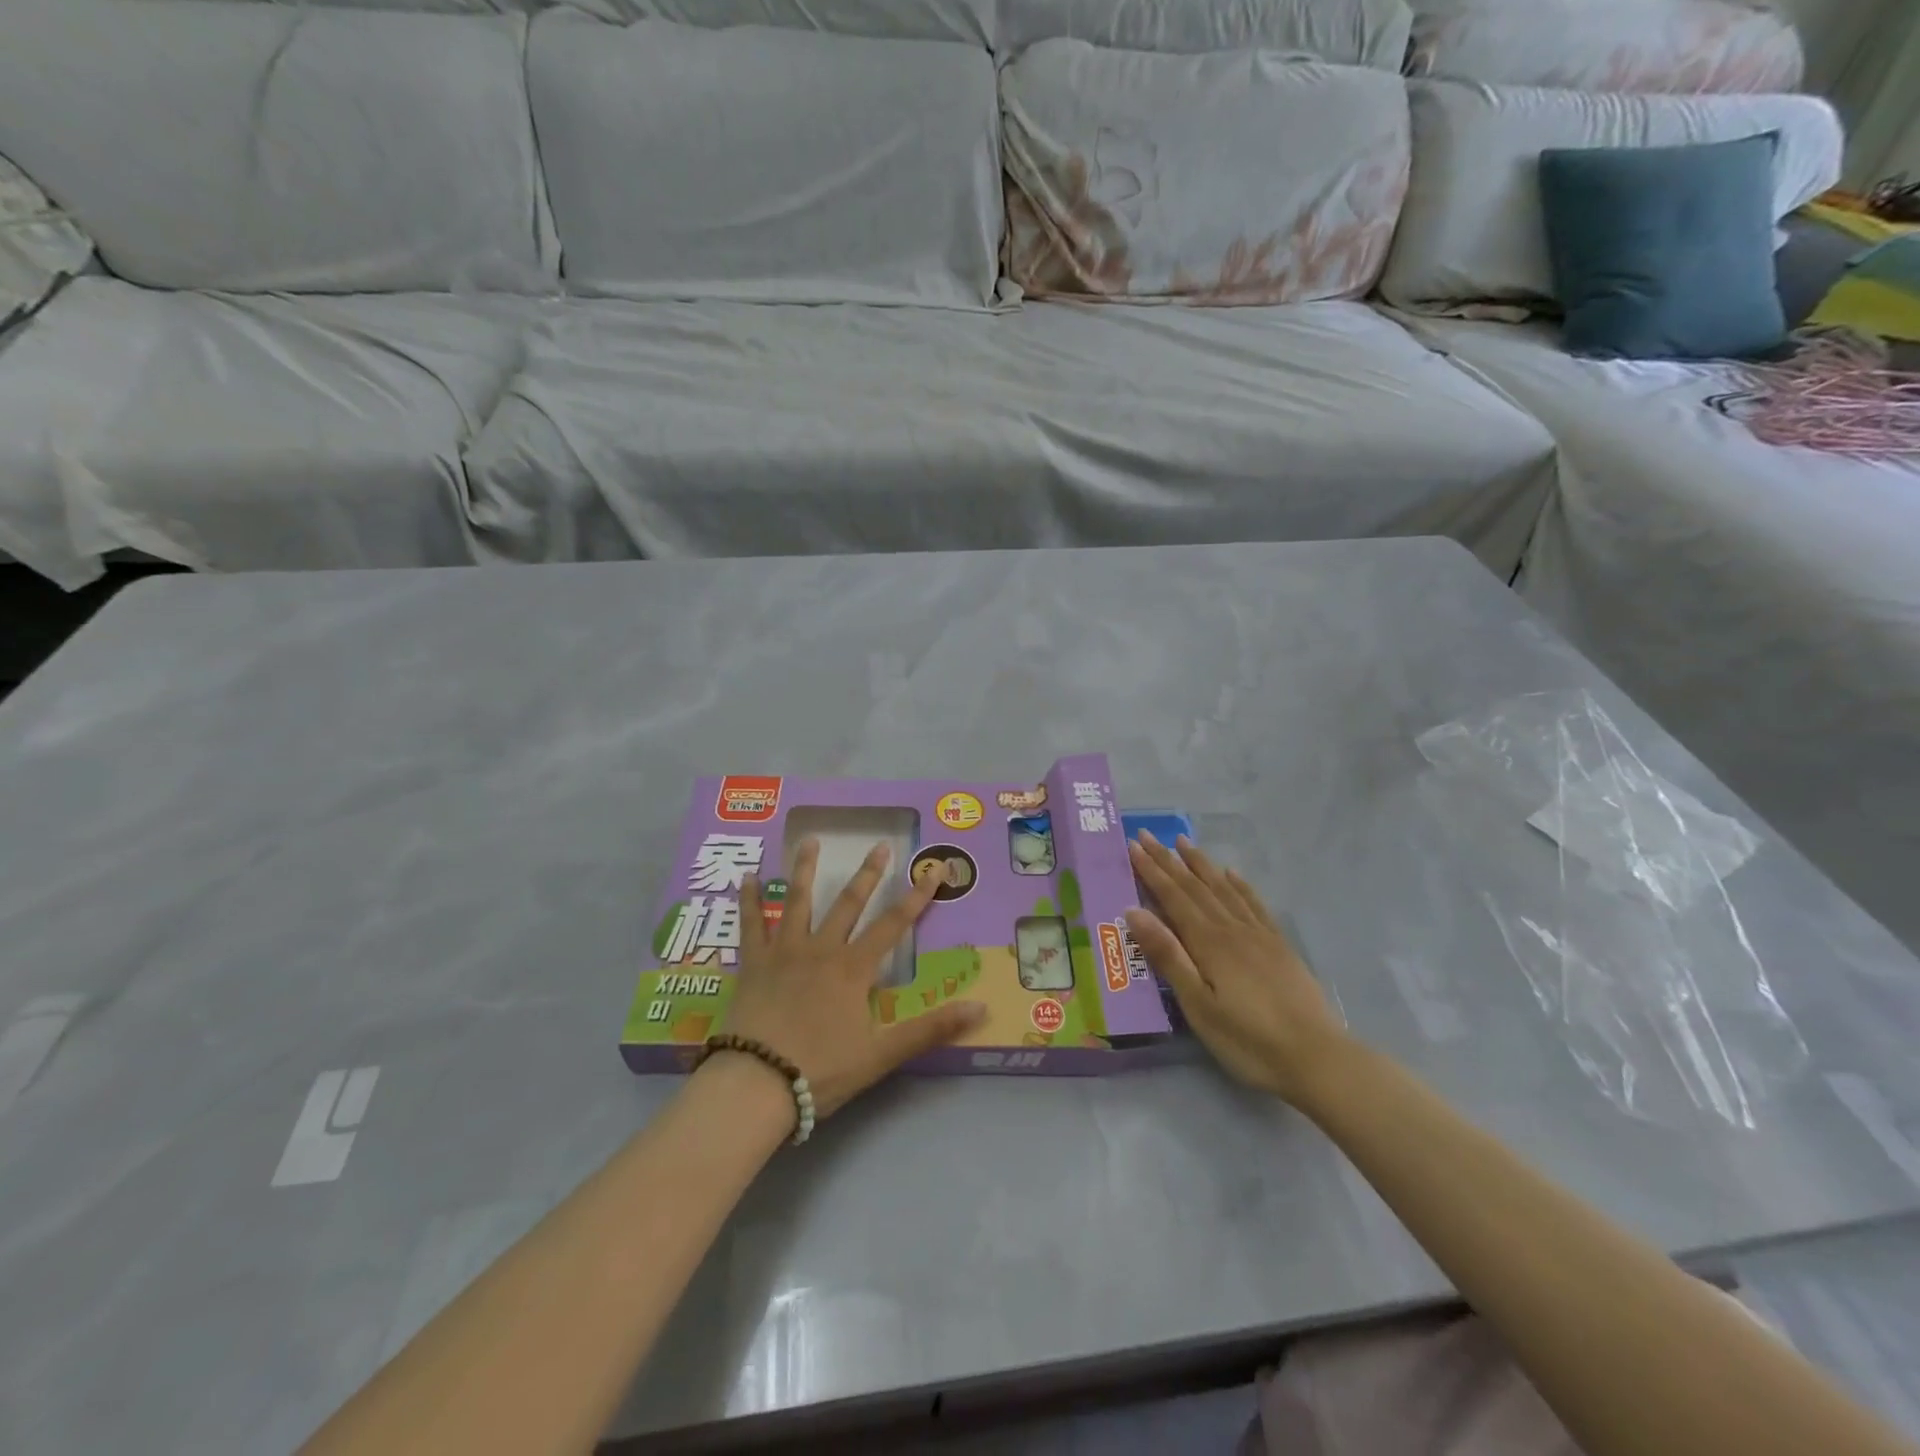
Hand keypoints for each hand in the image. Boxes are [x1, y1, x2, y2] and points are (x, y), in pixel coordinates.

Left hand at [725, 838, 985, 1118]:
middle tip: (879, 845)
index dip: (917, 897)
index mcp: (853, 969)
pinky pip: (750, 924)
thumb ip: (931, 1029)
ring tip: (810, 840)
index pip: (894, 925)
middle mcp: (821, 949)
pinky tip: (747, 876)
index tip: (934, 869)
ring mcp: (783, 952)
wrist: (756, 1084)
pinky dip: (749, 899)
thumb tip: (981, 1007)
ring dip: (805, 869)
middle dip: (868, 874)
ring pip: (797, 901)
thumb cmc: (821, 1070)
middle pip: (847, 904)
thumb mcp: (882, 1054)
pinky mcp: (752, 964)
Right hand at [1125, 831, 1347, 1104]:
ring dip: (1201, 864)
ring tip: (1183, 842)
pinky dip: (1240, 885)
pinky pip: (1255, 905)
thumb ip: (1167, 956)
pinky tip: (1233, 874)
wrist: (1318, 1059)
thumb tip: (1134, 911)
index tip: (1133, 845)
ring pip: (1224, 889)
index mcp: (1209, 942)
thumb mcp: (1198, 1005)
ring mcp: (1259, 935)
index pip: (1173, 897)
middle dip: (1169, 860)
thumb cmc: (1248, 1039)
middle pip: (1195, 887)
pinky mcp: (1280, 947)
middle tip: (1147, 835)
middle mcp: (1232, 929)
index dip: (1152, 871)